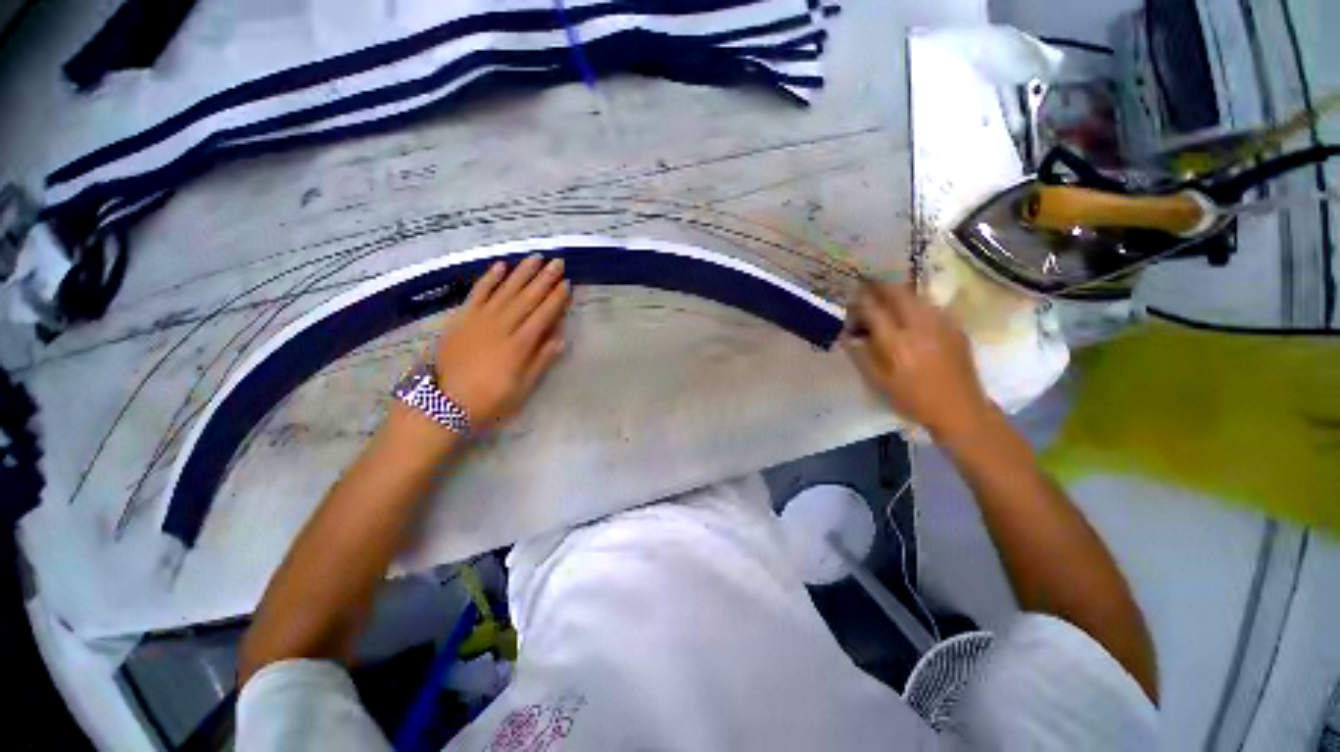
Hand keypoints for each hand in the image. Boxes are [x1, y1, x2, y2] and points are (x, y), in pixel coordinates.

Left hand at [431, 256, 569, 428]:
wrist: (440, 404)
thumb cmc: (488, 400)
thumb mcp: (521, 389)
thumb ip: (541, 361)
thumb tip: (560, 338)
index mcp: (519, 345)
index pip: (543, 316)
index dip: (556, 299)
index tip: (567, 283)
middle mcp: (502, 326)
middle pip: (527, 298)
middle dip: (544, 279)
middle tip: (558, 262)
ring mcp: (479, 319)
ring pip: (505, 290)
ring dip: (522, 273)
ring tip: (536, 257)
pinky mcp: (461, 318)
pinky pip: (477, 293)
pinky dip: (489, 278)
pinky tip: (501, 266)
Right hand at [843, 282, 993, 441]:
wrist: (960, 409)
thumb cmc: (913, 399)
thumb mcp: (879, 382)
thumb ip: (861, 355)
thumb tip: (847, 336)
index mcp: (896, 343)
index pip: (874, 311)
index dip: (861, 300)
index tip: (853, 295)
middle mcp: (919, 327)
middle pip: (898, 294)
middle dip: (881, 286)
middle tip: (869, 284)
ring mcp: (941, 325)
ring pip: (917, 296)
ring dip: (900, 291)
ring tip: (888, 293)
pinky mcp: (955, 328)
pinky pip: (932, 306)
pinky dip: (917, 302)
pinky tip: (912, 311)